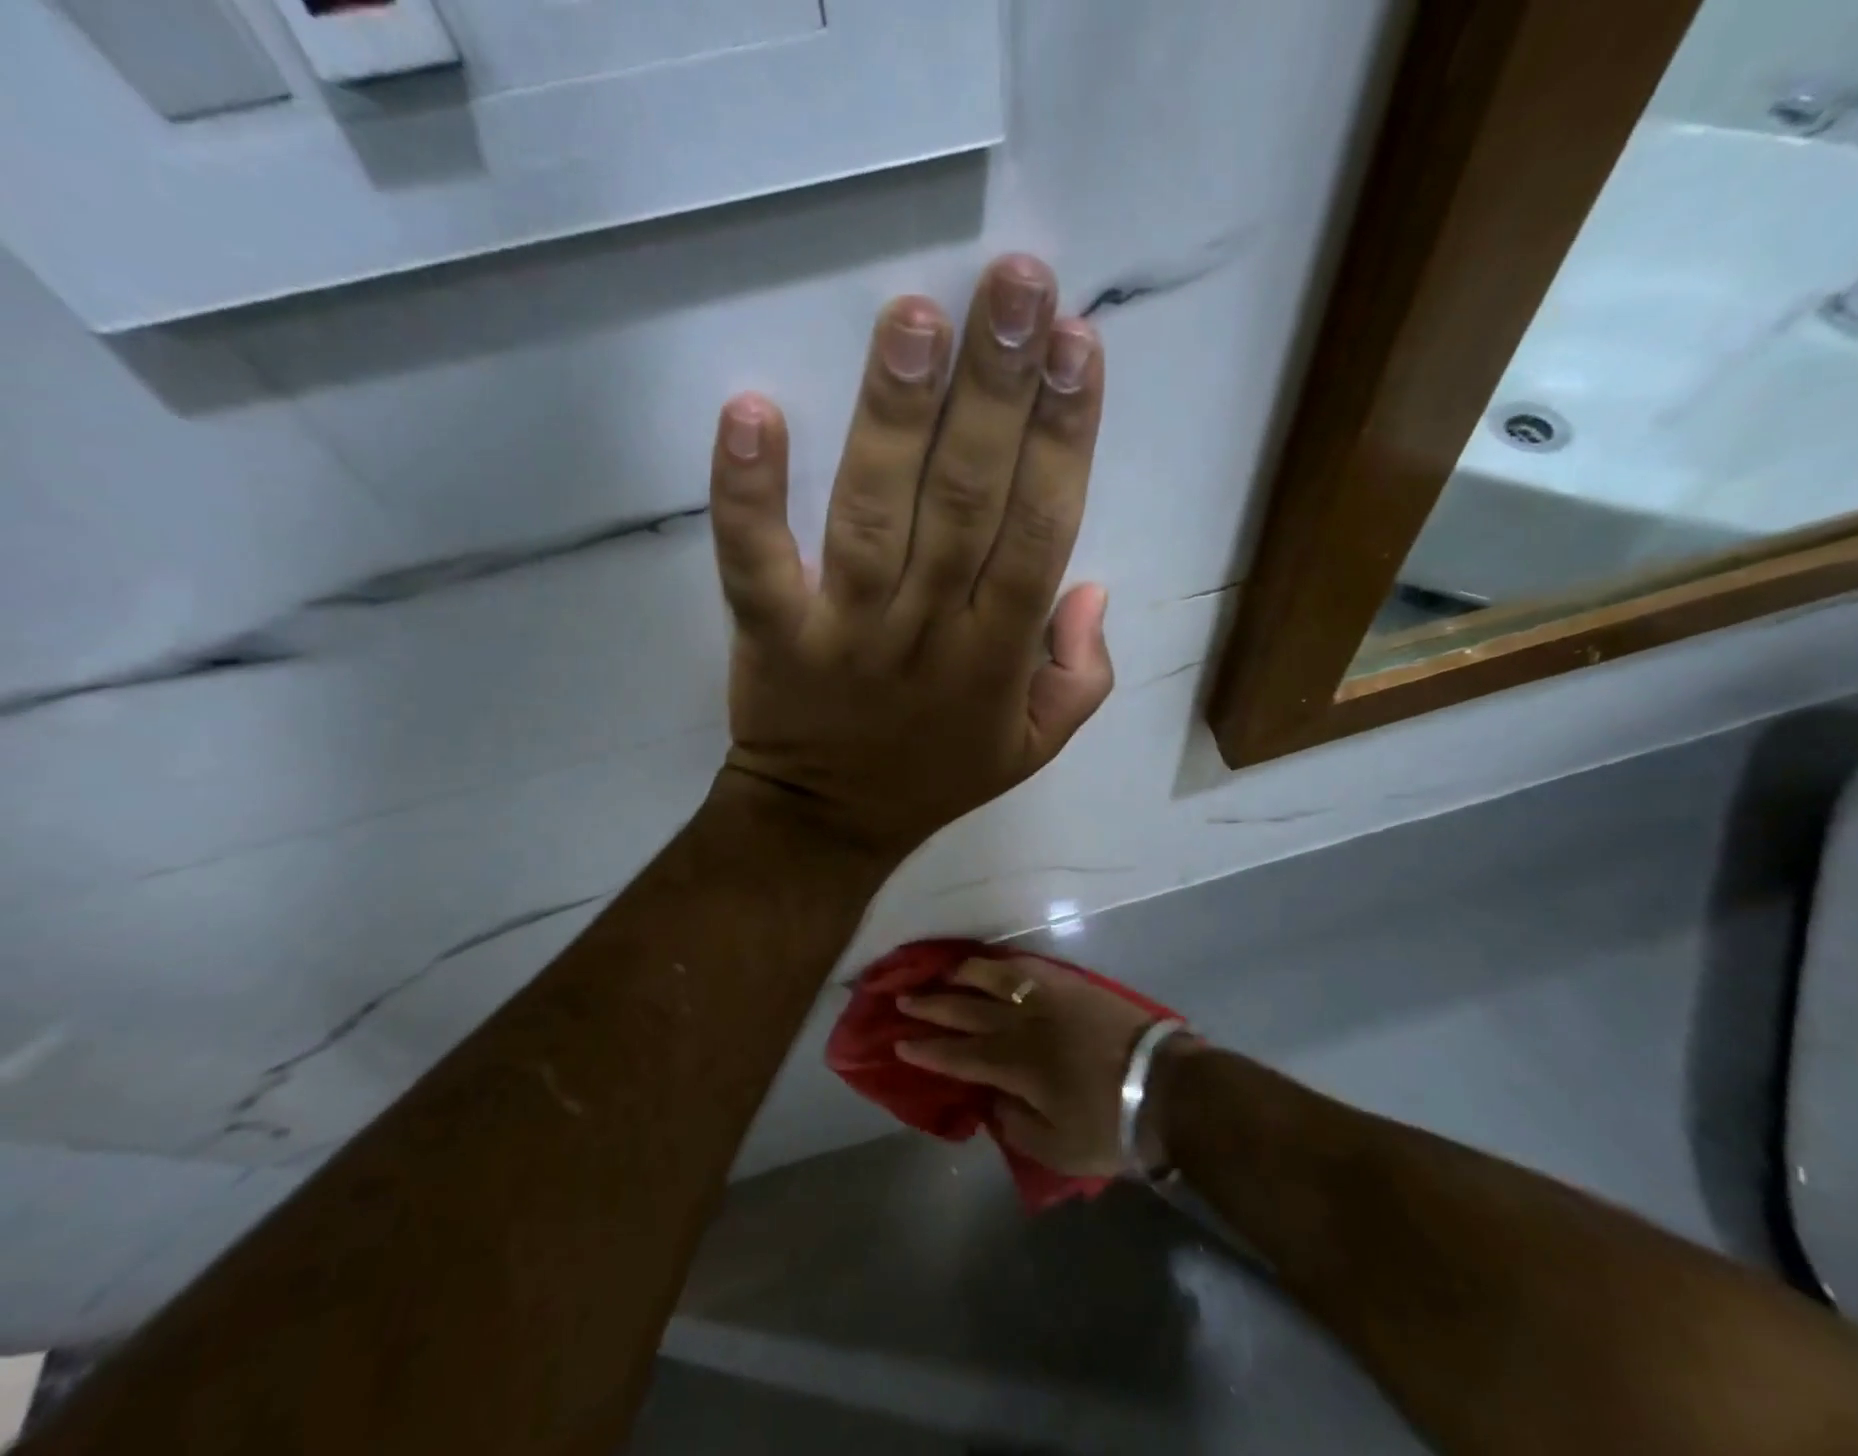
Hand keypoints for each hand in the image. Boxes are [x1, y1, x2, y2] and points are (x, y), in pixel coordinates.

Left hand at [706, 255, 1112, 857]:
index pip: (1041, 531)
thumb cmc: (935, 774)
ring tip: (915, 319)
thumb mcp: (1034, 746)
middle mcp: (929, 631)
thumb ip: (1082, 676)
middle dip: (995, 391)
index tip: (1076, 345)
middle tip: (1013, 284)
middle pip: (967, 502)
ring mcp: (845, 631)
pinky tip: (751, 412)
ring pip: (874, 516)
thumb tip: (1091, 587)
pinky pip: (755, 562)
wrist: (827, 824)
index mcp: (999, 654)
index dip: (1063, 439)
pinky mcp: (772, 634)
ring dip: (895, 416)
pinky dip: (750, 493)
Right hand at [894, 955, 1185, 1178]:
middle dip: (932, 1007)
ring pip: (995, 978)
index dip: (928, 1050)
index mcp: (1016, 1065)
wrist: (1166, 1085)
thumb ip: (1016, 1124)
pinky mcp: (1072, 984)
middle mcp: (1024, 1024)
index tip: (900, 1043)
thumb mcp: (1058, 1148)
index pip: (960, 1054)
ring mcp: (1048, 998)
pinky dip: (1004, 963)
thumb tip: (992, 1100)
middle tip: (903, 1000)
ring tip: (942, 973)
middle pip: (968, 1010)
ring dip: (963, 975)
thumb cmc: (1111, 1124)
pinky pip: (1028, 966)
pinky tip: (994, 963)